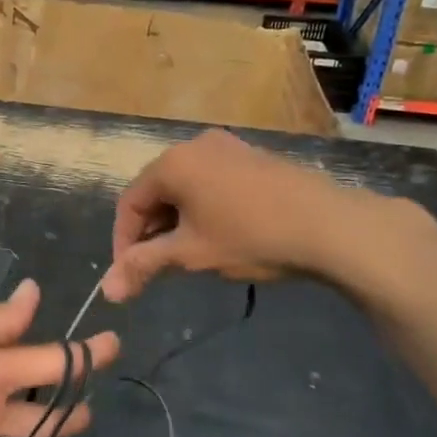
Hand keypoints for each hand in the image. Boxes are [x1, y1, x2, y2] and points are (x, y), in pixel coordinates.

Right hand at [101, 129, 379, 301]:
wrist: (331, 226)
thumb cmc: (251, 237)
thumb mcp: (191, 255)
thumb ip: (144, 266)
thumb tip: (106, 290)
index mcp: (173, 163)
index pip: (130, 202)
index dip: (124, 241)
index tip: (129, 274)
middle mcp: (195, 145)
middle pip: (156, 191)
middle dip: (151, 231)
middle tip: (157, 267)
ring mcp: (228, 147)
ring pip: (185, 187)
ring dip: (176, 221)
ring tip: (187, 255)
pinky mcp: (253, 158)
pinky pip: (211, 182)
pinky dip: (202, 209)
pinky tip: (218, 235)